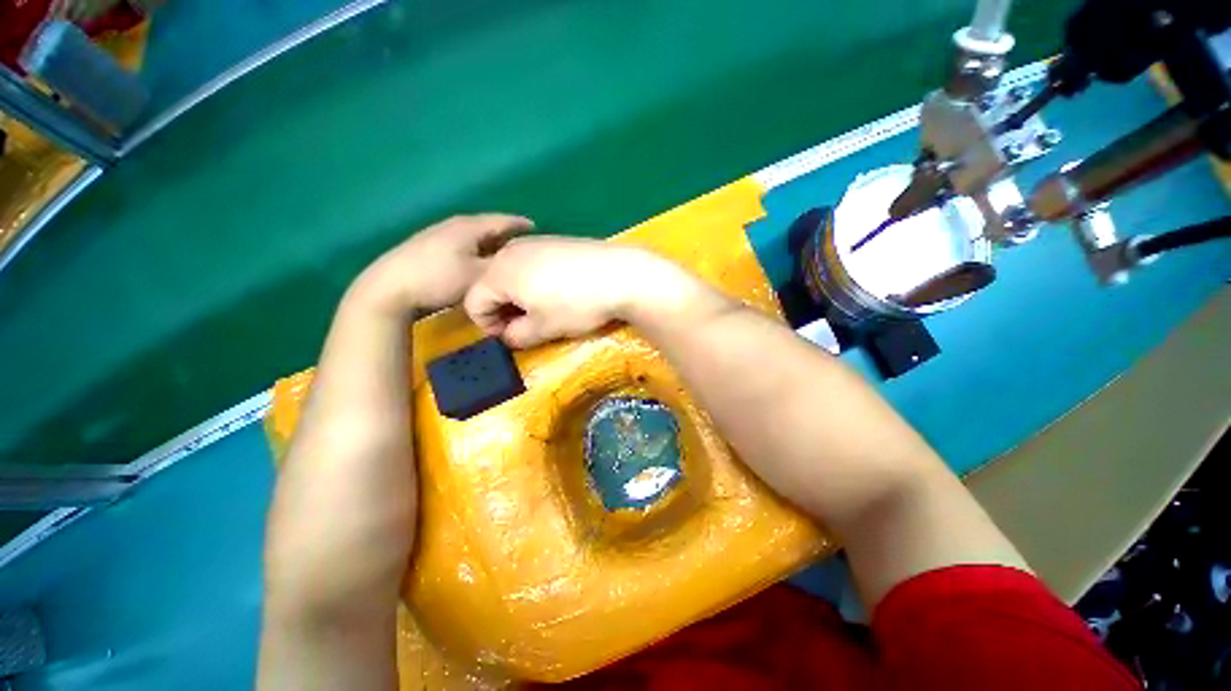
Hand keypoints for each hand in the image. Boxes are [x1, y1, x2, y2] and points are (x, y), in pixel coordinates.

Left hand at [351, 214, 532, 315]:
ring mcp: (439, 235)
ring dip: (490, 243)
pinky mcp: (428, 247)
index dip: (521, 224)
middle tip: (523, 245)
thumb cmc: (440, 279)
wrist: (390, 287)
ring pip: (474, 236)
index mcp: (470, 227)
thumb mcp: (479, 275)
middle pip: (488, 226)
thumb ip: (502, 267)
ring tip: (504, 253)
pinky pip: (463, 244)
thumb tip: (520, 264)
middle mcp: (455, 225)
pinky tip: (477, 259)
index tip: (536, 229)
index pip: (503, 220)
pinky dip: (476, 249)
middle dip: (506, 234)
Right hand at [464, 237, 700, 347]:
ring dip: (519, 296)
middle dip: (503, 310)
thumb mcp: (543, 328)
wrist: (621, 274)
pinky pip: (532, 263)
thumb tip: (509, 337)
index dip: (488, 326)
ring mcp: (535, 241)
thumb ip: (516, 336)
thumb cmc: (576, 304)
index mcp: (498, 271)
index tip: (510, 338)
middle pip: (490, 284)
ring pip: (512, 273)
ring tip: (543, 311)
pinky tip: (559, 291)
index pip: (474, 302)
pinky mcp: (556, 240)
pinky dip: (535, 281)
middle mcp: (510, 250)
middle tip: (526, 326)